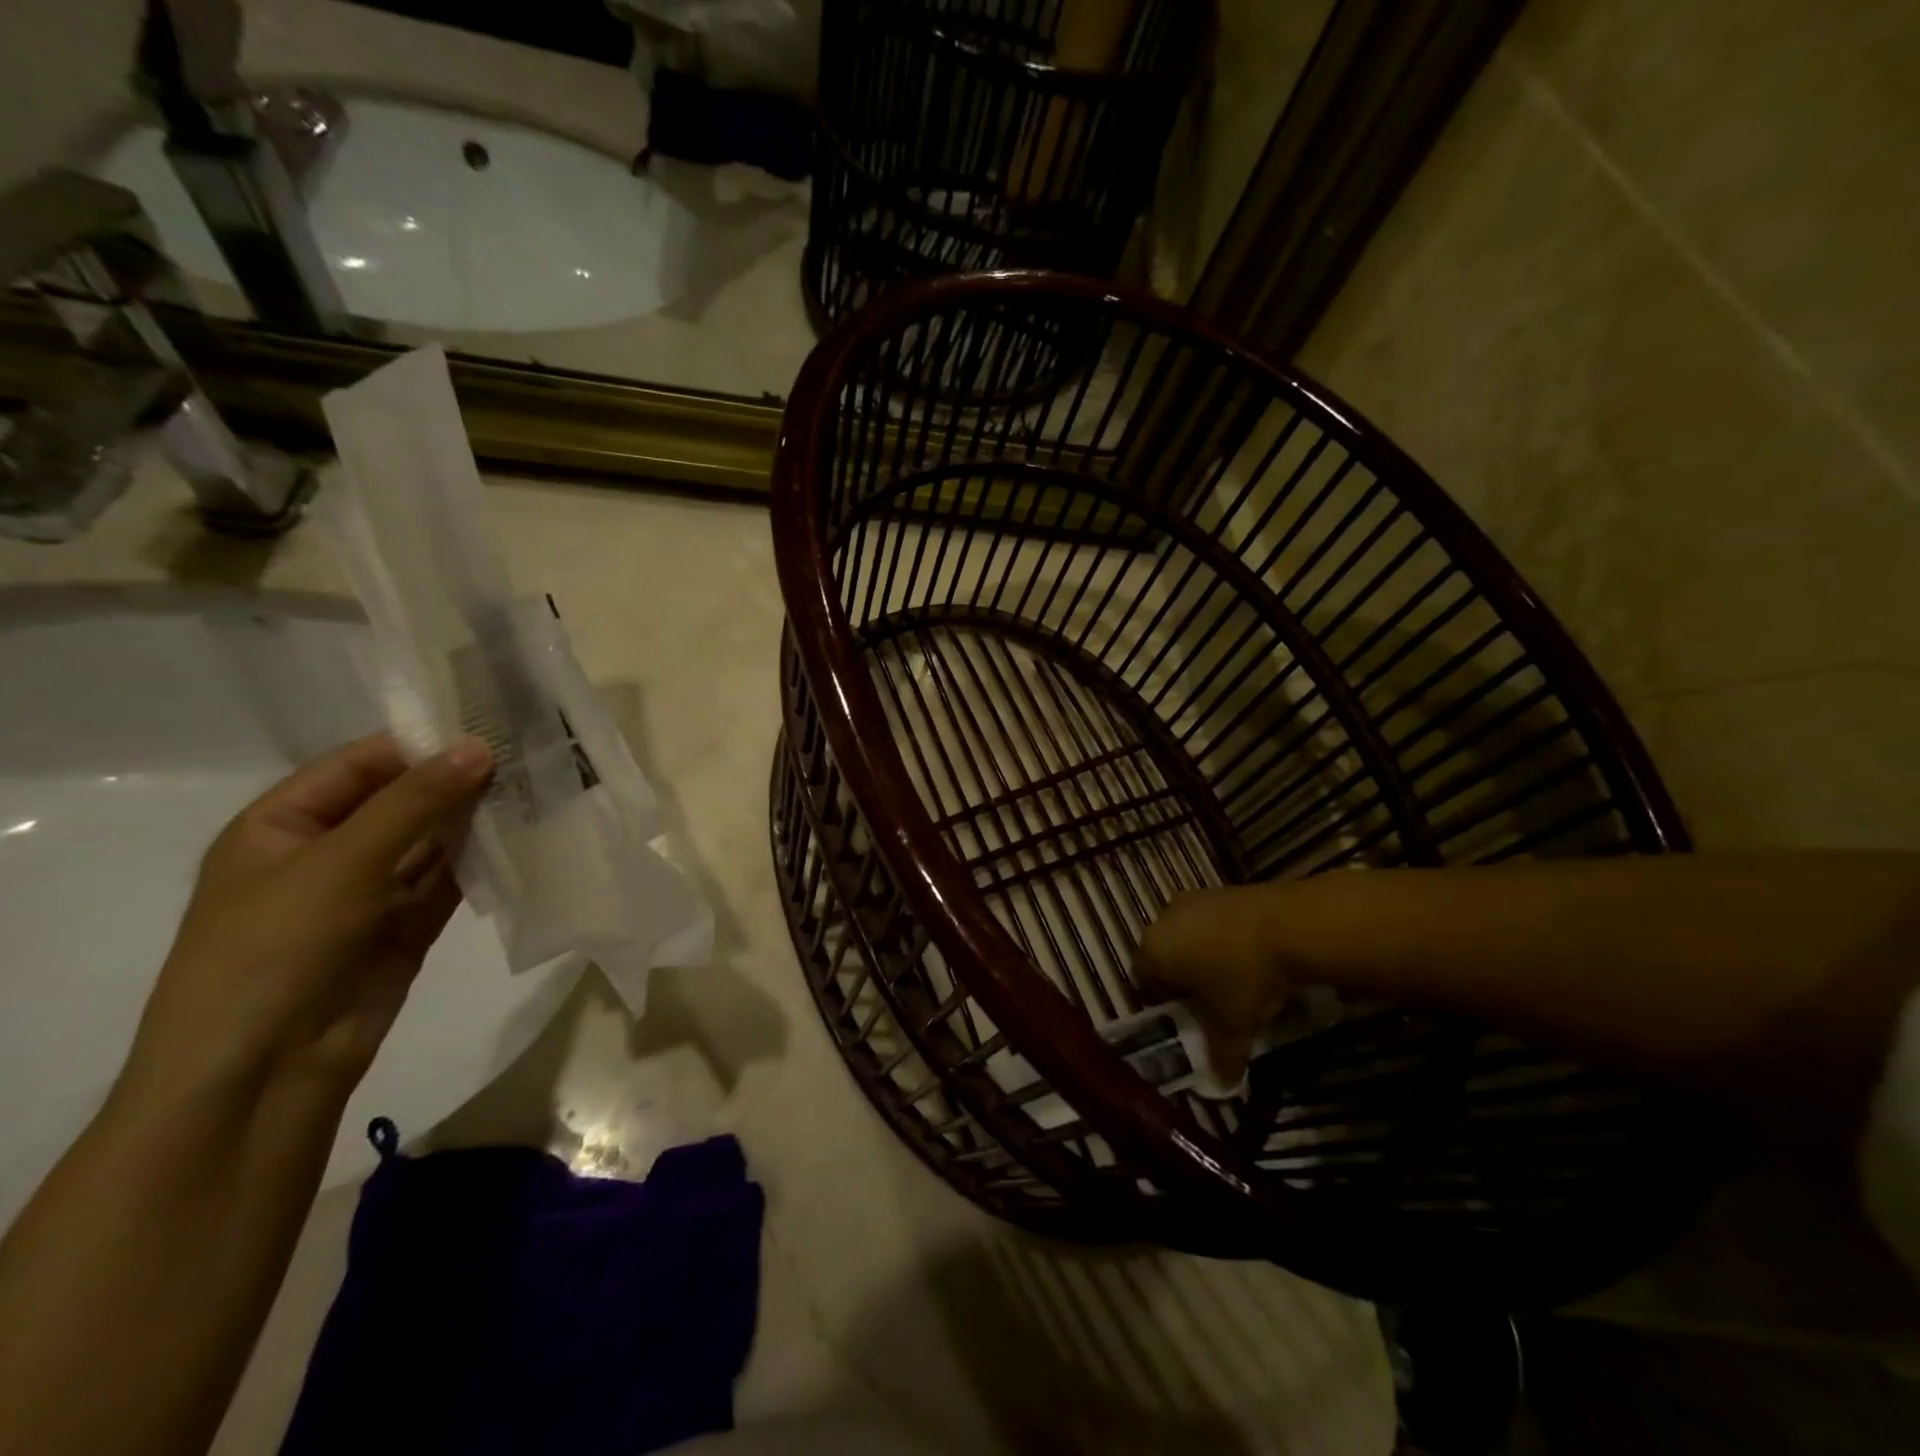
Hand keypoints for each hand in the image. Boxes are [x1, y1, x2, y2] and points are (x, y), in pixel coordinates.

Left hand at [122, 735, 493, 1104]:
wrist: (263, 1071)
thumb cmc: (275, 948)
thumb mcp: (341, 861)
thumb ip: (415, 802)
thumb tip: (479, 746)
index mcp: (283, 825)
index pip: (360, 765)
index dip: (420, 744)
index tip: (489, 726)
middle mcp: (326, 853)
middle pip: (401, 802)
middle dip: (457, 781)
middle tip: (526, 754)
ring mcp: (368, 892)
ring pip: (431, 842)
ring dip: (475, 820)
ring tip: (536, 789)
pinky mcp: (406, 927)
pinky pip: (448, 882)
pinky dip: (481, 862)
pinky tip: (523, 837)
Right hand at [1134, 884, 1298, 1083]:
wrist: (1290, 924)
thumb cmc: (1246, 977)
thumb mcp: (1234, 1025)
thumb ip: (1222, 1055)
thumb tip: (1222, 1083)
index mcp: (1154, 950)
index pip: (1143, 978)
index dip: (1164, 1000)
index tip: (1192, 1015)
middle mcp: (1163, 919)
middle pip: (1165, 954)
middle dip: (1184, 976)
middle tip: (1213, 999)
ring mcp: (1192, 899)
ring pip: (1189, 935)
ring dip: (1205, 954)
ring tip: (1237, 977)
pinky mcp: (1219, 888)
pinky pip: (1212, 920)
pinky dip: (1224, 937)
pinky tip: (1252, 954)